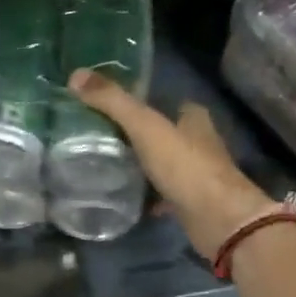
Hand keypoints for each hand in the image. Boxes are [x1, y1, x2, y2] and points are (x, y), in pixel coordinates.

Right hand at [67, 69, 285, 260]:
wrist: (219, 221)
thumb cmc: (185, 166)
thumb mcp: (145, 126)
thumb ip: (113, 101)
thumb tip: (76, 75)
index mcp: (193, 119)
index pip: (168, 102)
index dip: (145, 102)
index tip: (114, 106)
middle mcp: (198, 143)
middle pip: (165, 133)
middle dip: (139, 135)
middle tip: (101, 136)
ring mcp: (197, 175)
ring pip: (164, 164)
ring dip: (142, 165)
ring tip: (105, 164)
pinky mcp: (191, 203)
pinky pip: (163, 194)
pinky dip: (146, 195)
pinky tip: (123, 197)